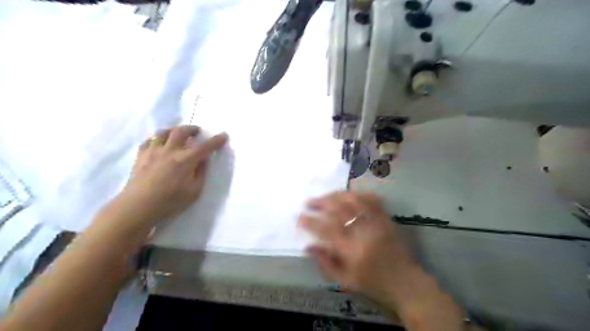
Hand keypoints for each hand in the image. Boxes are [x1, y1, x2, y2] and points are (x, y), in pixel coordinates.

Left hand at [118, 125, 226, 225]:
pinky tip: (159, 143)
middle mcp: (170, 151)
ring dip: (174, 130)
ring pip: (163, 132)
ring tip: (178, 134)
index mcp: (186, 160)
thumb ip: (201, 173)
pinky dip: (157, 139)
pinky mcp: (141, 155)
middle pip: (181, 131)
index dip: (216, 140)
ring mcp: (154, 151)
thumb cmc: (170, 201)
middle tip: (197, 131)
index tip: (224, 135)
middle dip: (192, 128)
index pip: (205, 147)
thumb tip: (203, 160)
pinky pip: (149, 140)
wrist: (139, 206)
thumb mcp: (194, 191)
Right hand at [300, 193, 418, 302]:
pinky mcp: (386, 218)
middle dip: (320, 203)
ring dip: (336, 195)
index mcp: (351, 249)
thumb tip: (307, 247)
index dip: (310, 221)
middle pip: (338, 209)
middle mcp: (363, 231)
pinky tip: (349, 195)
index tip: (299, 217)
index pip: (325, 229)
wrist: (406, 284)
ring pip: (353, 200)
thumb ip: (325, 263)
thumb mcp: (346, 281)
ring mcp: (376, 222)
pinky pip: (371, 200)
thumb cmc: (374, 285)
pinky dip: (358, 194)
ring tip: (325, 196)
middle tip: (309, 202)